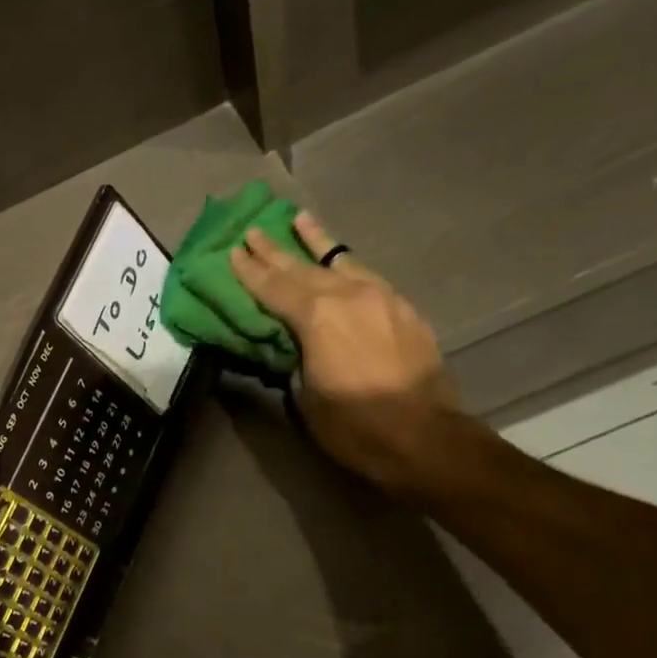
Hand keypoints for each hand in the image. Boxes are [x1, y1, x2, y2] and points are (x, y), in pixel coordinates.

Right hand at [228, 212, 460, 494]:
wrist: (424, 437)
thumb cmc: (354, 426)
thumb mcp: (306, 396)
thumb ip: (296, 358)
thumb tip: (293, 344)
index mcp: (317, 317)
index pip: (274, 287)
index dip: (250, 271)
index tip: (233, 252)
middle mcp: (348, 295)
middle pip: (303, 267)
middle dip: (275, 250)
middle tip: (254, 231)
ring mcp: (381, 298)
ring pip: (341, 262)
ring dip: (317, 242)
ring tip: (301, 220)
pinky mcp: (404, 309)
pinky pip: (367, 277)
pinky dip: (346, 266)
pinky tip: (342, 264)